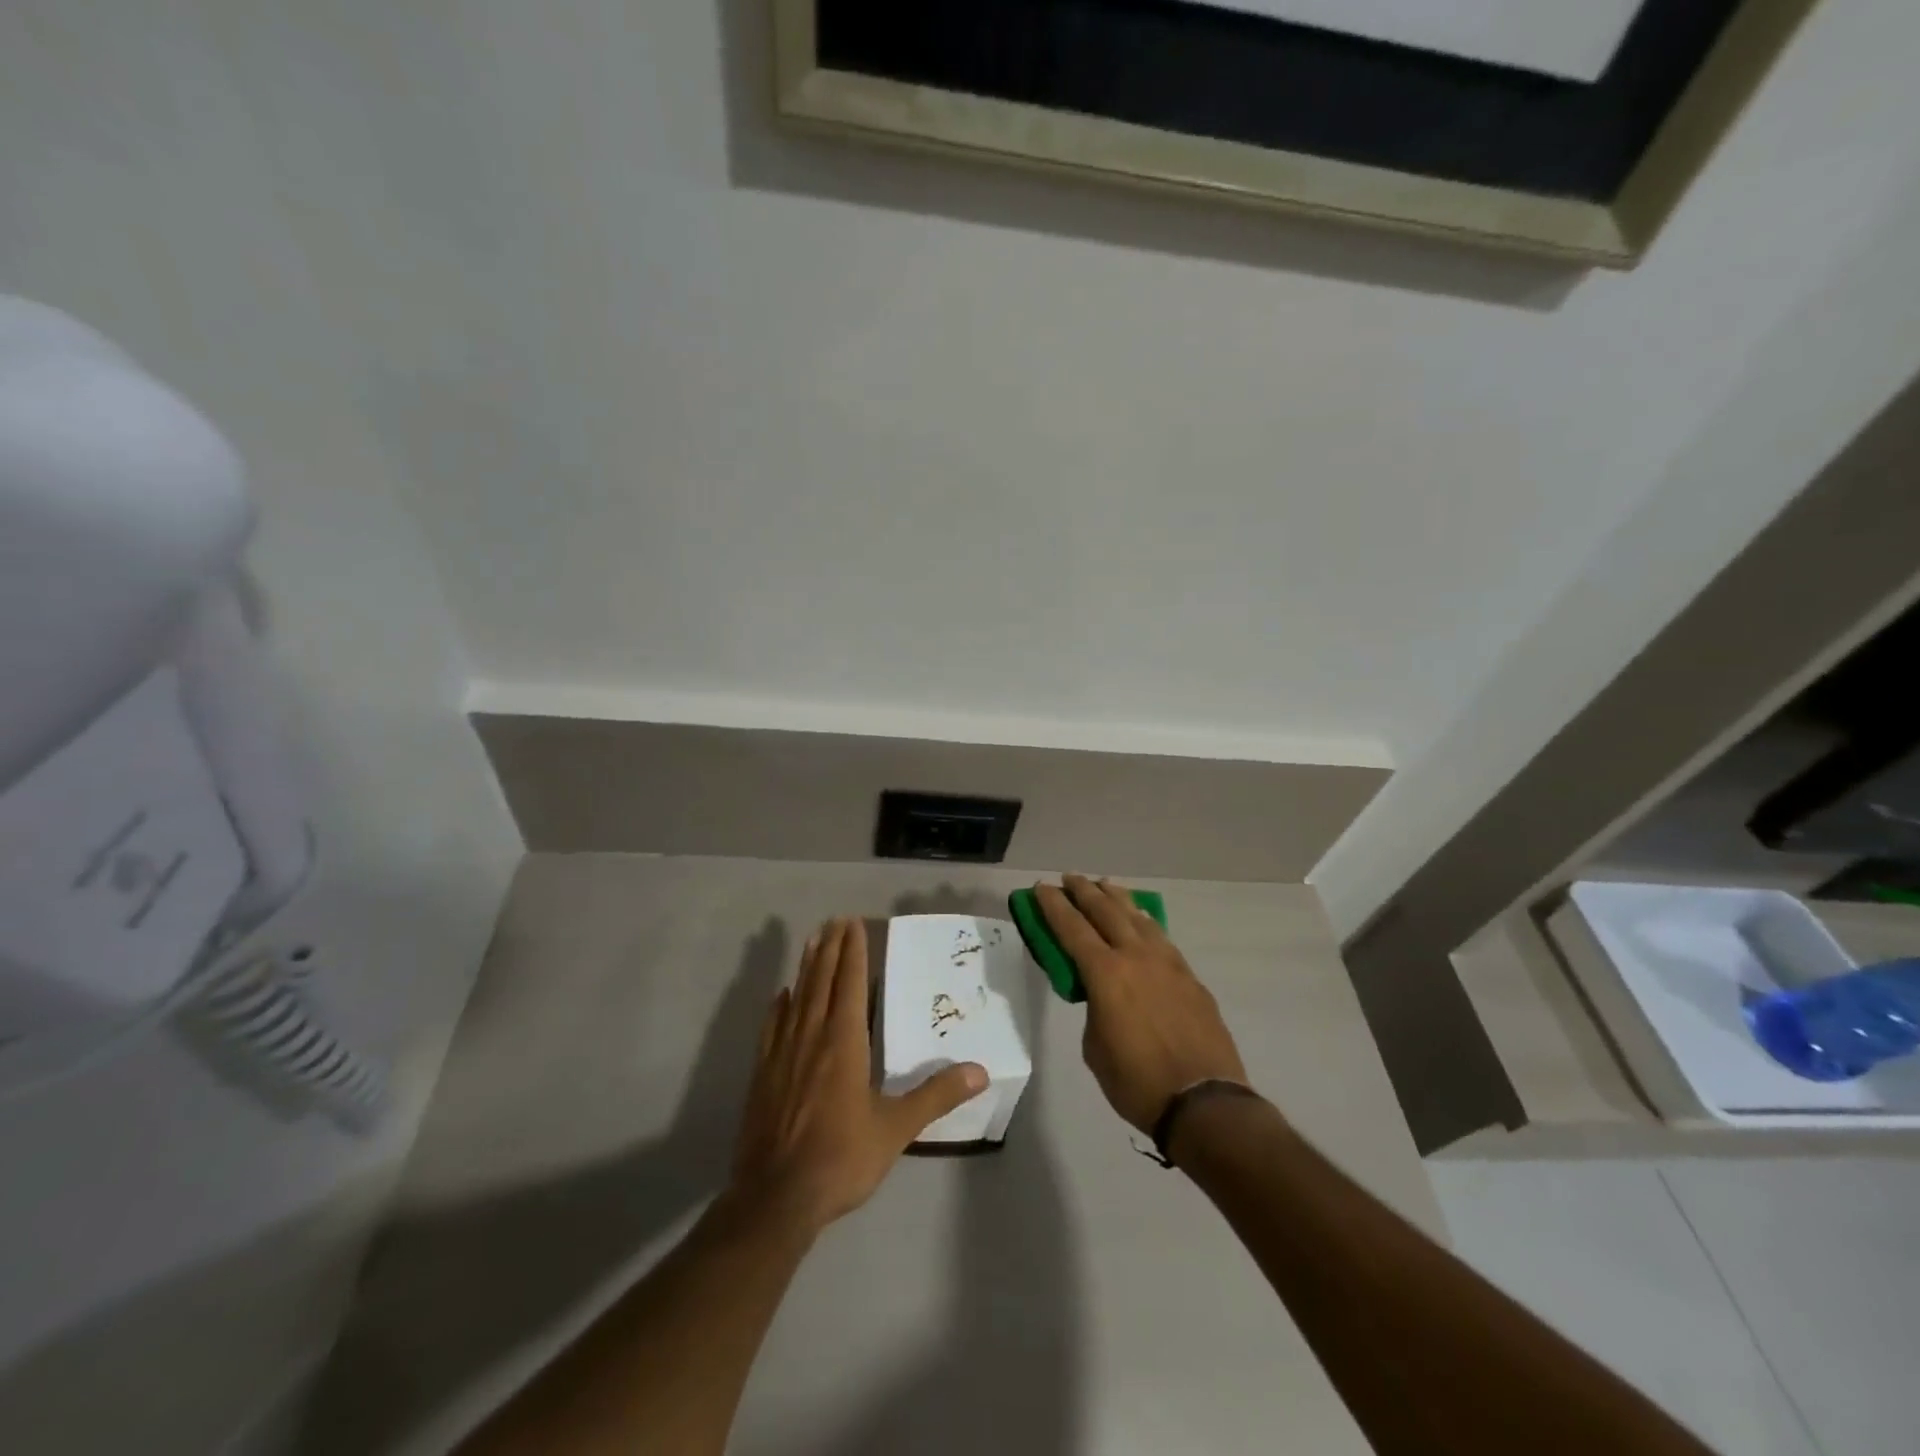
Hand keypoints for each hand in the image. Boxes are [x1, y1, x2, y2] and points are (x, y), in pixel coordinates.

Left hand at [731, 918, 987, 1234]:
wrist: (776, 1197)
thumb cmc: (841, 1157)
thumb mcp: (896, 1129)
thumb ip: (936, 1096)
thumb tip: (980, 1071)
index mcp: (844, 1042)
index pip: (851, 984)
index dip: (853, 952)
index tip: (854, 923)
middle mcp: (812, 1036)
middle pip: (822, 981)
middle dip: (831, 949)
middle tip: (835, 920)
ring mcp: (782, 1053)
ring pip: (797, 997)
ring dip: (807, 967)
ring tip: (812, 941)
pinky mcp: (763, 1074)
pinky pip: (772, 1027)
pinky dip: (779, 1005)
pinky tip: (781, 995)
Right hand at [1036, 875, 1248, 1134]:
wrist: (1204, 1102)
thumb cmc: (1137, 1082)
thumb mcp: (1096, 1048)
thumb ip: (1095, 1009)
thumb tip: (1103, 997)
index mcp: (1106, 974)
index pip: (1071, 928)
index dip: (1053, 906)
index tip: (1041, 887)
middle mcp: (1136, 956)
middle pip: (1105, 911)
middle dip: (1084, 891)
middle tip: (1069, 878)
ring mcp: (1167, 963)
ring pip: (1138, 917)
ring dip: (1117, 898)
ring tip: (1105, 885)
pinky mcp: (1190, 976)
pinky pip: (1161, 937)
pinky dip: (1144, 922)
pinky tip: (1141, 920)